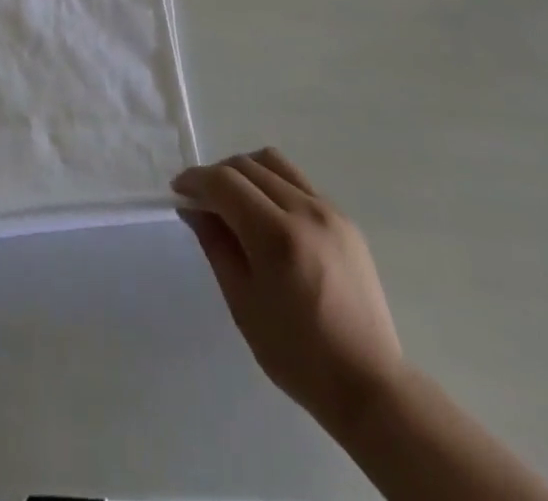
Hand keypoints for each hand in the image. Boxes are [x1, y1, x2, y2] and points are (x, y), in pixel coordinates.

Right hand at [173, 149, 403, 426]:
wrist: (369, 384)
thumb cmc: (297, 355)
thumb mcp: (243, 304)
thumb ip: (216, 245)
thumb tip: (192, 207)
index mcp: (277, 237)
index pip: (225, 182)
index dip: (196, 179)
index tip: (178, 190)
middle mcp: (305, 211)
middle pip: (248, 165)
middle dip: (217, 175)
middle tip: (201, 200)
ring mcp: (330, 211)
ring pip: (275, 163)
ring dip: (245, 171)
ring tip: (234, 200)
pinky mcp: (345, 219)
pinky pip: (299, 182)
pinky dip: (273, 184)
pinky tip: (267, 215)